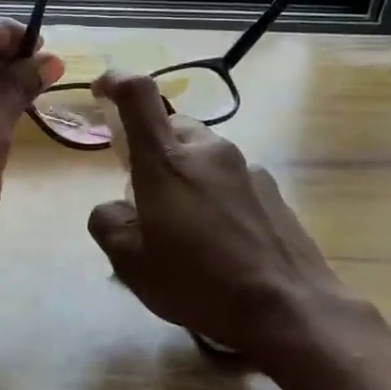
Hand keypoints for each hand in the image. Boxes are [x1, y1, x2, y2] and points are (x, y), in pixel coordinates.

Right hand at [85, 72, 377, 363]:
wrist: (289, 308)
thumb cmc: (198, 282)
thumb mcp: (130, 263)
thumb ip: (108, 223)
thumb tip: (114, 208)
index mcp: (167, 160)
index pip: (138, 95)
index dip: (116, 81)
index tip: (101, 91)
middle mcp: (208, 150)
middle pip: (171, 128)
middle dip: (151, 150)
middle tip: (144, 195)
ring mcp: (246, 167)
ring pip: (202, 154)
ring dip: (185, 174)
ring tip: (185, 226)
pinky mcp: (272, 188)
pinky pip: (229, 177)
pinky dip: (214, 193)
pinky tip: (221, 238)